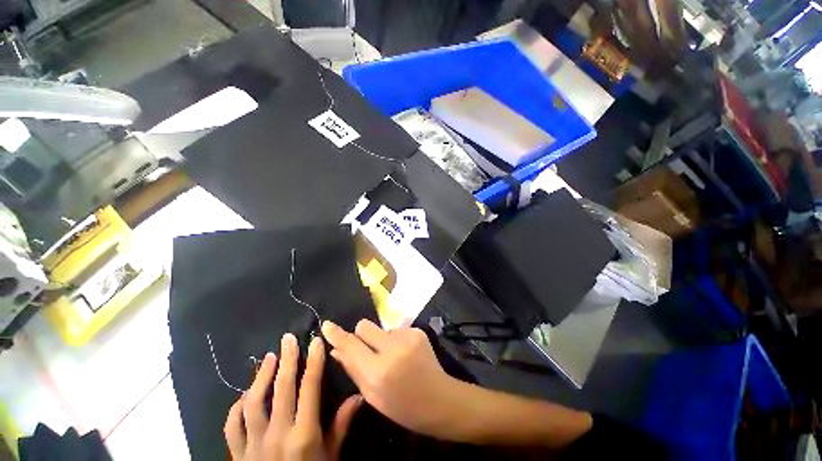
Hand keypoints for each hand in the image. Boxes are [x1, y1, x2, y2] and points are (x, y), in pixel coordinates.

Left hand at [224, 333, 362, 460]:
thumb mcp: (331, 458)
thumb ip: (342, 426)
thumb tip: (359, 395)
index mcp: (304, 434)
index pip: (310, 388)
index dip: (314, 362)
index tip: (315, 341)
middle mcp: (277, 434)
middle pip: (282, 388)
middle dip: (287, 359)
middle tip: (288, 338)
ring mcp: (253, 444)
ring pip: (253, 402)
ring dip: (261, 377)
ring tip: (269, 358)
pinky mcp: (238, 454)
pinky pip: (232, 425)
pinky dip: (237, 407)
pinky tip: (245, 395)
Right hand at [321, 320, 462, 436]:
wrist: (438, 399)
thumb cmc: (401, 405)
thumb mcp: (372, 395)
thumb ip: (352, 369)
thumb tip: (335, 350)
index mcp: (377, 372)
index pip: (351, 345)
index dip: (337, 334)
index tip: (327, 324)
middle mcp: (392, 349)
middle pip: (364, 326)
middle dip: (362, 335)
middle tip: (369, 350)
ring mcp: (407, 337)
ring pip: (381, 329)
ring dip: (382, 340)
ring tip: (393, 357)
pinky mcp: (418, 331)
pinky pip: (397, 330)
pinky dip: (397, 340)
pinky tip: (406, 354)